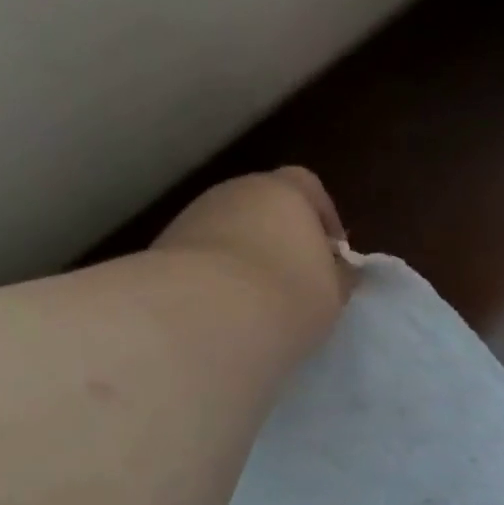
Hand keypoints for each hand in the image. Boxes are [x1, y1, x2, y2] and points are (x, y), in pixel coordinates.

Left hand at [152, 167, 352, 343]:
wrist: (207, 316)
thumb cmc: (289, 297)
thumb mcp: (333, 294)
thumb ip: (338, 276)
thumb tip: (339, 271)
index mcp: (284, 191)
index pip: (308, 187)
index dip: (323, 217)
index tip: (332, 252)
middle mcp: (235, 192)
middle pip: (264, 207)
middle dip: (281, 238)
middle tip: (296, 281)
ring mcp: (194, 217)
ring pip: (229, 232)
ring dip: (245, 258)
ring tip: (259, 303)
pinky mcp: (164, 248)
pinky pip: (202, 259)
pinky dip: (216, 277)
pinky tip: (226, 312)